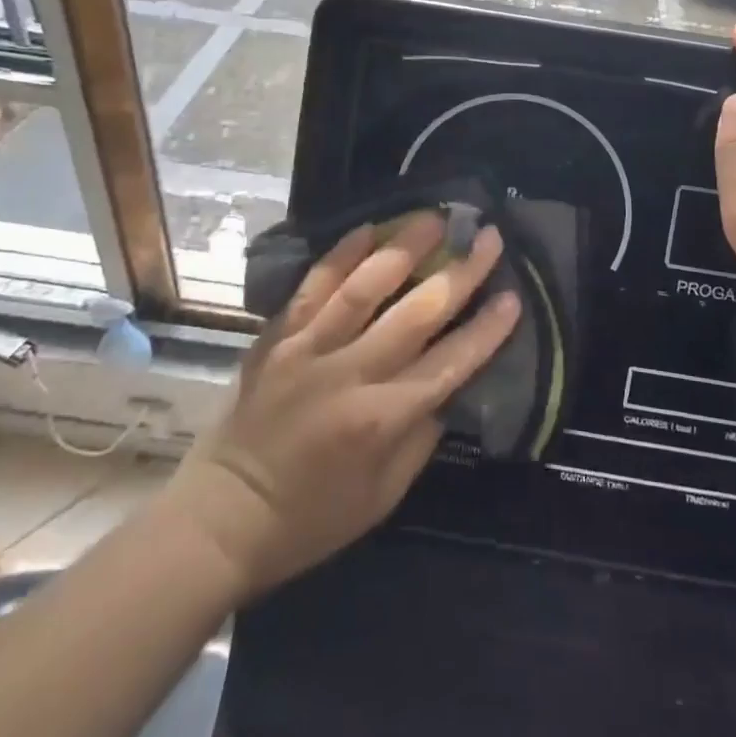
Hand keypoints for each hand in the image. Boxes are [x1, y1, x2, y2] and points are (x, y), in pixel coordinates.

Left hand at [168, 213, 518, 595]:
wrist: (221, 517)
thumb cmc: (310, 518)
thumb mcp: (382, 496)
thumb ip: (422, 436)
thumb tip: (450, 383)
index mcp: (381, 420)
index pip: (449, 364)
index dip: (487, 330)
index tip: (514, 296)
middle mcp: (350, 374)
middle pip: (417, 313)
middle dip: (461, 272)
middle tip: (488, 237)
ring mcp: (309, 348)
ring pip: (366, 285)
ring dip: (406, 246)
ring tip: (435, 218)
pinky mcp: (278, 336)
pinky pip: (315, 285)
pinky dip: (343, 252)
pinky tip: (369, 227)